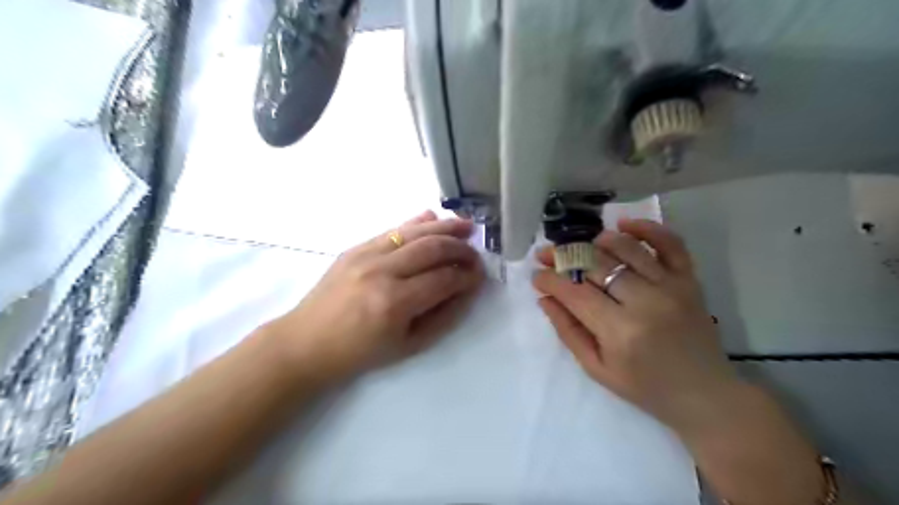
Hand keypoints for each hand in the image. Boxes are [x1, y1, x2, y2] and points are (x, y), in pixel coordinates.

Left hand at [267, 212, 485, 379]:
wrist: (306, 342)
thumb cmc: (360, 353)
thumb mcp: (409, 345)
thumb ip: (443, 316)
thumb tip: (467, 289)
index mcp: (395, 303)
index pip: (444, 279)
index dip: (468, 275)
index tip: (481, 275)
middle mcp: (382, 272)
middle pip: (433, 247)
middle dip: (461, 248)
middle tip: (476, 254)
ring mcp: (365, 255)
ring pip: (415, 232)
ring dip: (445, 227)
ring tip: (467, 226)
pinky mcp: (355, 247)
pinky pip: (393, 229)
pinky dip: (417, 222)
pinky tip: (434, 219)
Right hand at [532, 220, 736, 435]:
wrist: (704, 394)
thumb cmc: (645, 387)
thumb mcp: (597, 368)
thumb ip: (568, 331)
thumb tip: (545, 298)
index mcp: (620, 332)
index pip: (575, 293)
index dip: (550, 280)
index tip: (536, 275)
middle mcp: (645, 302)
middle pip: (596, 265)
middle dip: (564, 256)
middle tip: (547, 255)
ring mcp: (671, 287)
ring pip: (626, 249)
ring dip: (597, 241)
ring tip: (581, 246)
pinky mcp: (689, 280)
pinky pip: (670, 243)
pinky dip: (647, 228)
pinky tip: (624, 224)